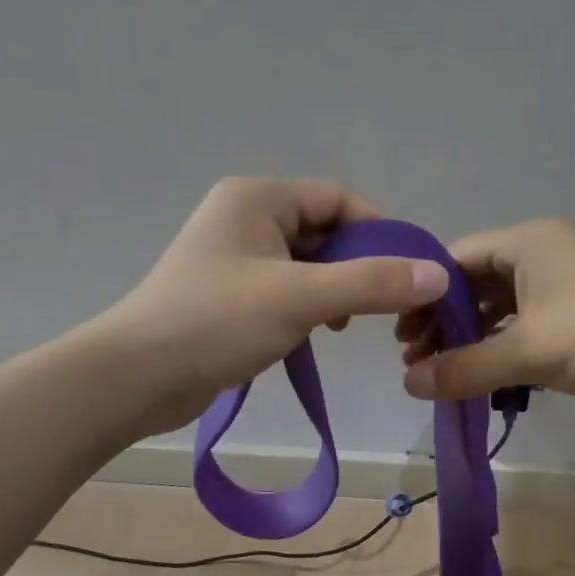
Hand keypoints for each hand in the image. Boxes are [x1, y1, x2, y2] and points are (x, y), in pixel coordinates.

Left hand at [108, 177, 448, 433]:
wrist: (137, 377)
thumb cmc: (215, 323)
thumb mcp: (300, 298)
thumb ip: (371, 284)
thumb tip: (437, 275)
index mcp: (257, 198)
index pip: (337, 199)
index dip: (378, 232)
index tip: (408, 273)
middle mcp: (245, 218)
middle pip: (324, 232)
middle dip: (356, 267)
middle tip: (379, 308)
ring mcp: (235, 259)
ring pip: (308, 266)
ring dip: (334, 292)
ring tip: (343, 326)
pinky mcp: (230, 296)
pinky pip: (286, 291)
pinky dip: (308, 309)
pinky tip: (314, 336)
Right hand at [397, 219, 574, 410]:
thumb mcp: (530, 350)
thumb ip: (465, 367)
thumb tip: (407, 385)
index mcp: (525, 244)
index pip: (453, 260)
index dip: (422, 297)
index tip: (401, 338)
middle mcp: (541, 256)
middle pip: (474, 285)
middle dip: (443, 322)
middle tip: (417, 362)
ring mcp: (563, 287)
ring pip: (500, 310)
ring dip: (471, 340)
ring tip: (444, 375)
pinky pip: (526, 328)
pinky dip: (502, 350)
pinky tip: (487, 378)